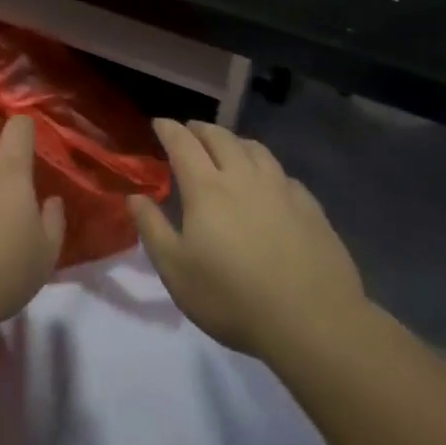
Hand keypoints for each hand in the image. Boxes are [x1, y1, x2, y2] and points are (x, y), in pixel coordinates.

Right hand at [129, 121, 364, 359]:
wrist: (312, 321)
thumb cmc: (232, 297)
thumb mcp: (176, 270)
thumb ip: (152, 228)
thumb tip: (134, 196)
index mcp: (206, 188)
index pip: (183, 143)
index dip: (168, 129)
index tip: (158, 123)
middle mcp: (243, 177)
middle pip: (221, 138)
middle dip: (201, 129)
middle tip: (190, 131)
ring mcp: (281, 189)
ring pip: (255, 149)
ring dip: (235, 141)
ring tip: (227, 148)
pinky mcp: (310, 206)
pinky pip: (282, 173)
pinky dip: (266, 168)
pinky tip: (268, 183)